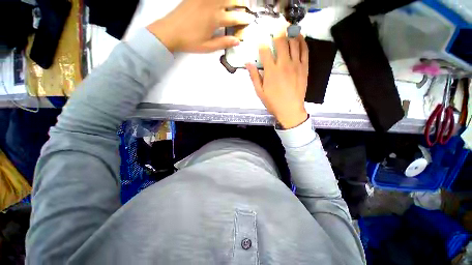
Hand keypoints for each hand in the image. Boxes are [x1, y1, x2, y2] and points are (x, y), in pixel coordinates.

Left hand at [147, 0, 253, 52]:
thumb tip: (237, 41)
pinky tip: (218, 1)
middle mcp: (211, 5)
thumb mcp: (208, 47)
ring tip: (236, 2)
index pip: (234, 18)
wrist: (169, 32)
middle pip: (230, 1)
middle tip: (246, 6)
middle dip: (240, 3)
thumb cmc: (190, 41)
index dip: (243, 19)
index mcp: (215, 19)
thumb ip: (223, 43)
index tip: (250, 20)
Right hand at [246, 31, 308, 128]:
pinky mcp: (304, 67)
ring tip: (287, 29)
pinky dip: (302, 41)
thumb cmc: (273, 102)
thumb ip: (254, 77)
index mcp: (271, 71)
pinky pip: (305, 50)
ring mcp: (296, 64)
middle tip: (275, 29)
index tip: (260, 43)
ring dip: (289, 33)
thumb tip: (248, 63)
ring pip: (293, 42)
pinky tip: (299, 37)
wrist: (290, 110)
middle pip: (280, 42)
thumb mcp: (260, 92)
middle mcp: (283, 64)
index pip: (265, 51)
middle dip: (277, 33)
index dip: (261, 44)